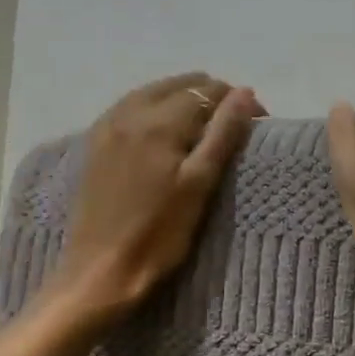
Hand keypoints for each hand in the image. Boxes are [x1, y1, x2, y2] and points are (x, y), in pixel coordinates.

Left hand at [51, 73, 263, 318]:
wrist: (101, 271)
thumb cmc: (159, 234)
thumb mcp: (200, 184)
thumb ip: (223, 134)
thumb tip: (244, 92)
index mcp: (160, 121)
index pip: (209, 91)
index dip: (238, 101)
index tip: (258, 124)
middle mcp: (130, 112)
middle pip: (181, 84)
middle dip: (212, 97)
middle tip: (234, 127)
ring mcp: (108, 126)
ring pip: (154, 92)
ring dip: (184, 100)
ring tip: (205, 129)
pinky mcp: (96, 143)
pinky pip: (132, 107)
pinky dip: (156, 108)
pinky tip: (166, 131)